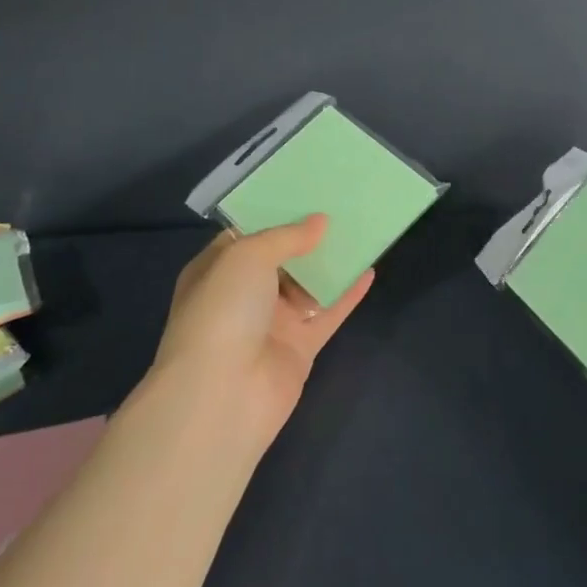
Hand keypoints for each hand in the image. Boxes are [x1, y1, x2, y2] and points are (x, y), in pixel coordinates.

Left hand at [150, 215, 372, 444]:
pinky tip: (370, 270)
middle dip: (307, 236)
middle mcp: (242, 295)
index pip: (245, 236)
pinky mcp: (300, 347)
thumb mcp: (247, 256)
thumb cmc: (223, 311)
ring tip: (360, 230)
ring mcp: (272, 323)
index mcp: (216, 271)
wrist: (223, 394)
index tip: (305, 192)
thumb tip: (319, 222)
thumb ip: (286, 236)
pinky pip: (328, 313)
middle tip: (340, 206)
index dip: (273, 215)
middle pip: (281, 260)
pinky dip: (348, 294)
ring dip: (330, 262)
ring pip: (308, 285)